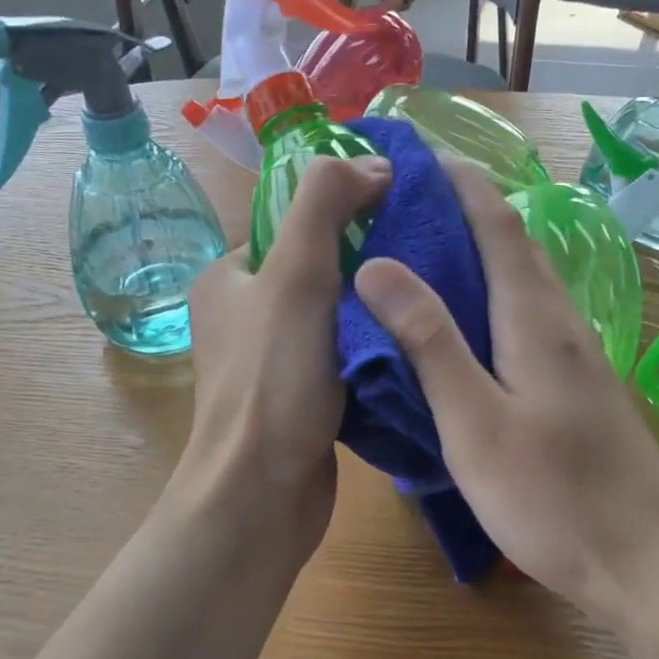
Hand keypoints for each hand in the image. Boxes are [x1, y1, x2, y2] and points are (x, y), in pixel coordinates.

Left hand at [176, 154, 392, 564]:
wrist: (261, 497)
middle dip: (370, 265)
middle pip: (321, 270)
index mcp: (229, 278)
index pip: (296, 225)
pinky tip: (414, 346)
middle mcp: (245, 316)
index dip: (347, 214)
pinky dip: (375, 350)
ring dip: (377, 311)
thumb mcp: (296, 275)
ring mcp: (273, 362)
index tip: (403, 218)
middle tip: (425, 263)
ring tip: (428, 301)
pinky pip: (345, 358)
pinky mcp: (300, 400)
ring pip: (337, 317)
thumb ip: (325, 205)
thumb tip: (371, 162)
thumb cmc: (273, 381)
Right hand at [353, 161, 658, 631]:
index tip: (418, 154)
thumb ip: (429, 342)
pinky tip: (470, 324)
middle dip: (466, 209)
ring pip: (525, 282)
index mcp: (535, 318)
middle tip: (407, 201)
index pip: (497, 223)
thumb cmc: (554, 498)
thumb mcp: (475, 423)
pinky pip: (531, 318)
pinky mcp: (582, 388)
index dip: (459, 182)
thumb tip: (379, 265)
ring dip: (481, 252)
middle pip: (515, 245)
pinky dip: (494, 297)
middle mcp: (563, 323)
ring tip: (426, 251)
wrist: (649, 566)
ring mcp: (579, 356)